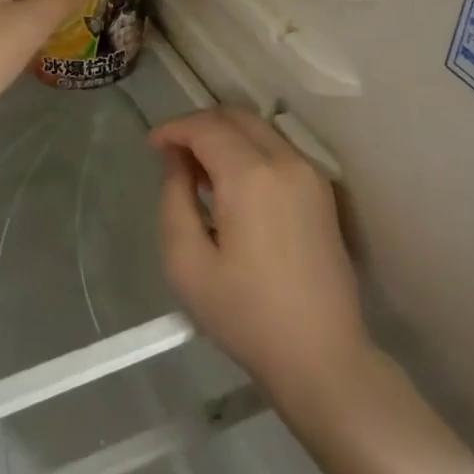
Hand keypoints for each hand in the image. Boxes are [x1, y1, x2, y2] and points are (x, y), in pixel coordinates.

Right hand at [156, 109, 370, 407]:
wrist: (322, 357)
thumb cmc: (245, 315)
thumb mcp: (187, 262)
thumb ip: (174, 198)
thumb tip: (176, 160)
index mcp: (251, 176)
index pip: (206, 126)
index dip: (173, 128)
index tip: (151, 147)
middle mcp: (285, 162)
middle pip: (235, 116)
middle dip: (198, 125)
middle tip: (171, 154)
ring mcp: (310, 175)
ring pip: (258, 129)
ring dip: (224, 136)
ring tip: (198, 171)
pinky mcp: (322, 192)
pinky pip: (277, 149)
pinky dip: (248, 150)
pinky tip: (231, 185)